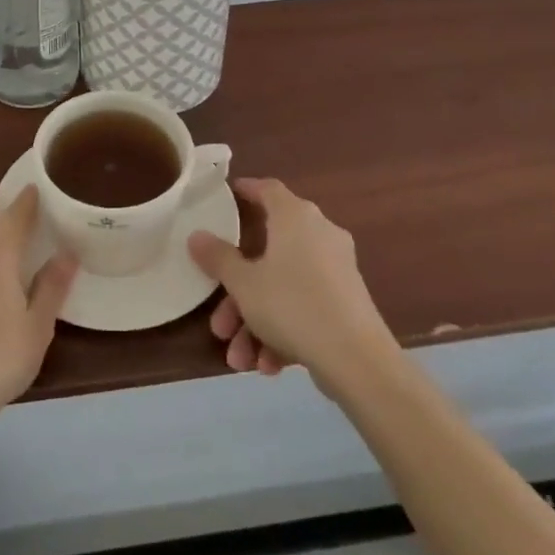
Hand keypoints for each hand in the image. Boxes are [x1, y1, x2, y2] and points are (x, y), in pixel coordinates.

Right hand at [187, 178, 391, 392]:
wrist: (358, 361)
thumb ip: (218, 257)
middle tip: (219, 320)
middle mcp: (319, 235)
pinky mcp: (347, 303)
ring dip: (256, 322)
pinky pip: (304, 308)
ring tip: (239, 358)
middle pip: (268, 253)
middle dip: (238, 292)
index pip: (268, 189)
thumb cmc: (292, 305)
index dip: (246, 190)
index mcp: (295, 217)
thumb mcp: (243, 283)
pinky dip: (283, 332)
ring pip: (283, 288)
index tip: (226, 196)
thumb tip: (196, 236)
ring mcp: (336, 270)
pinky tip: (267, 365)